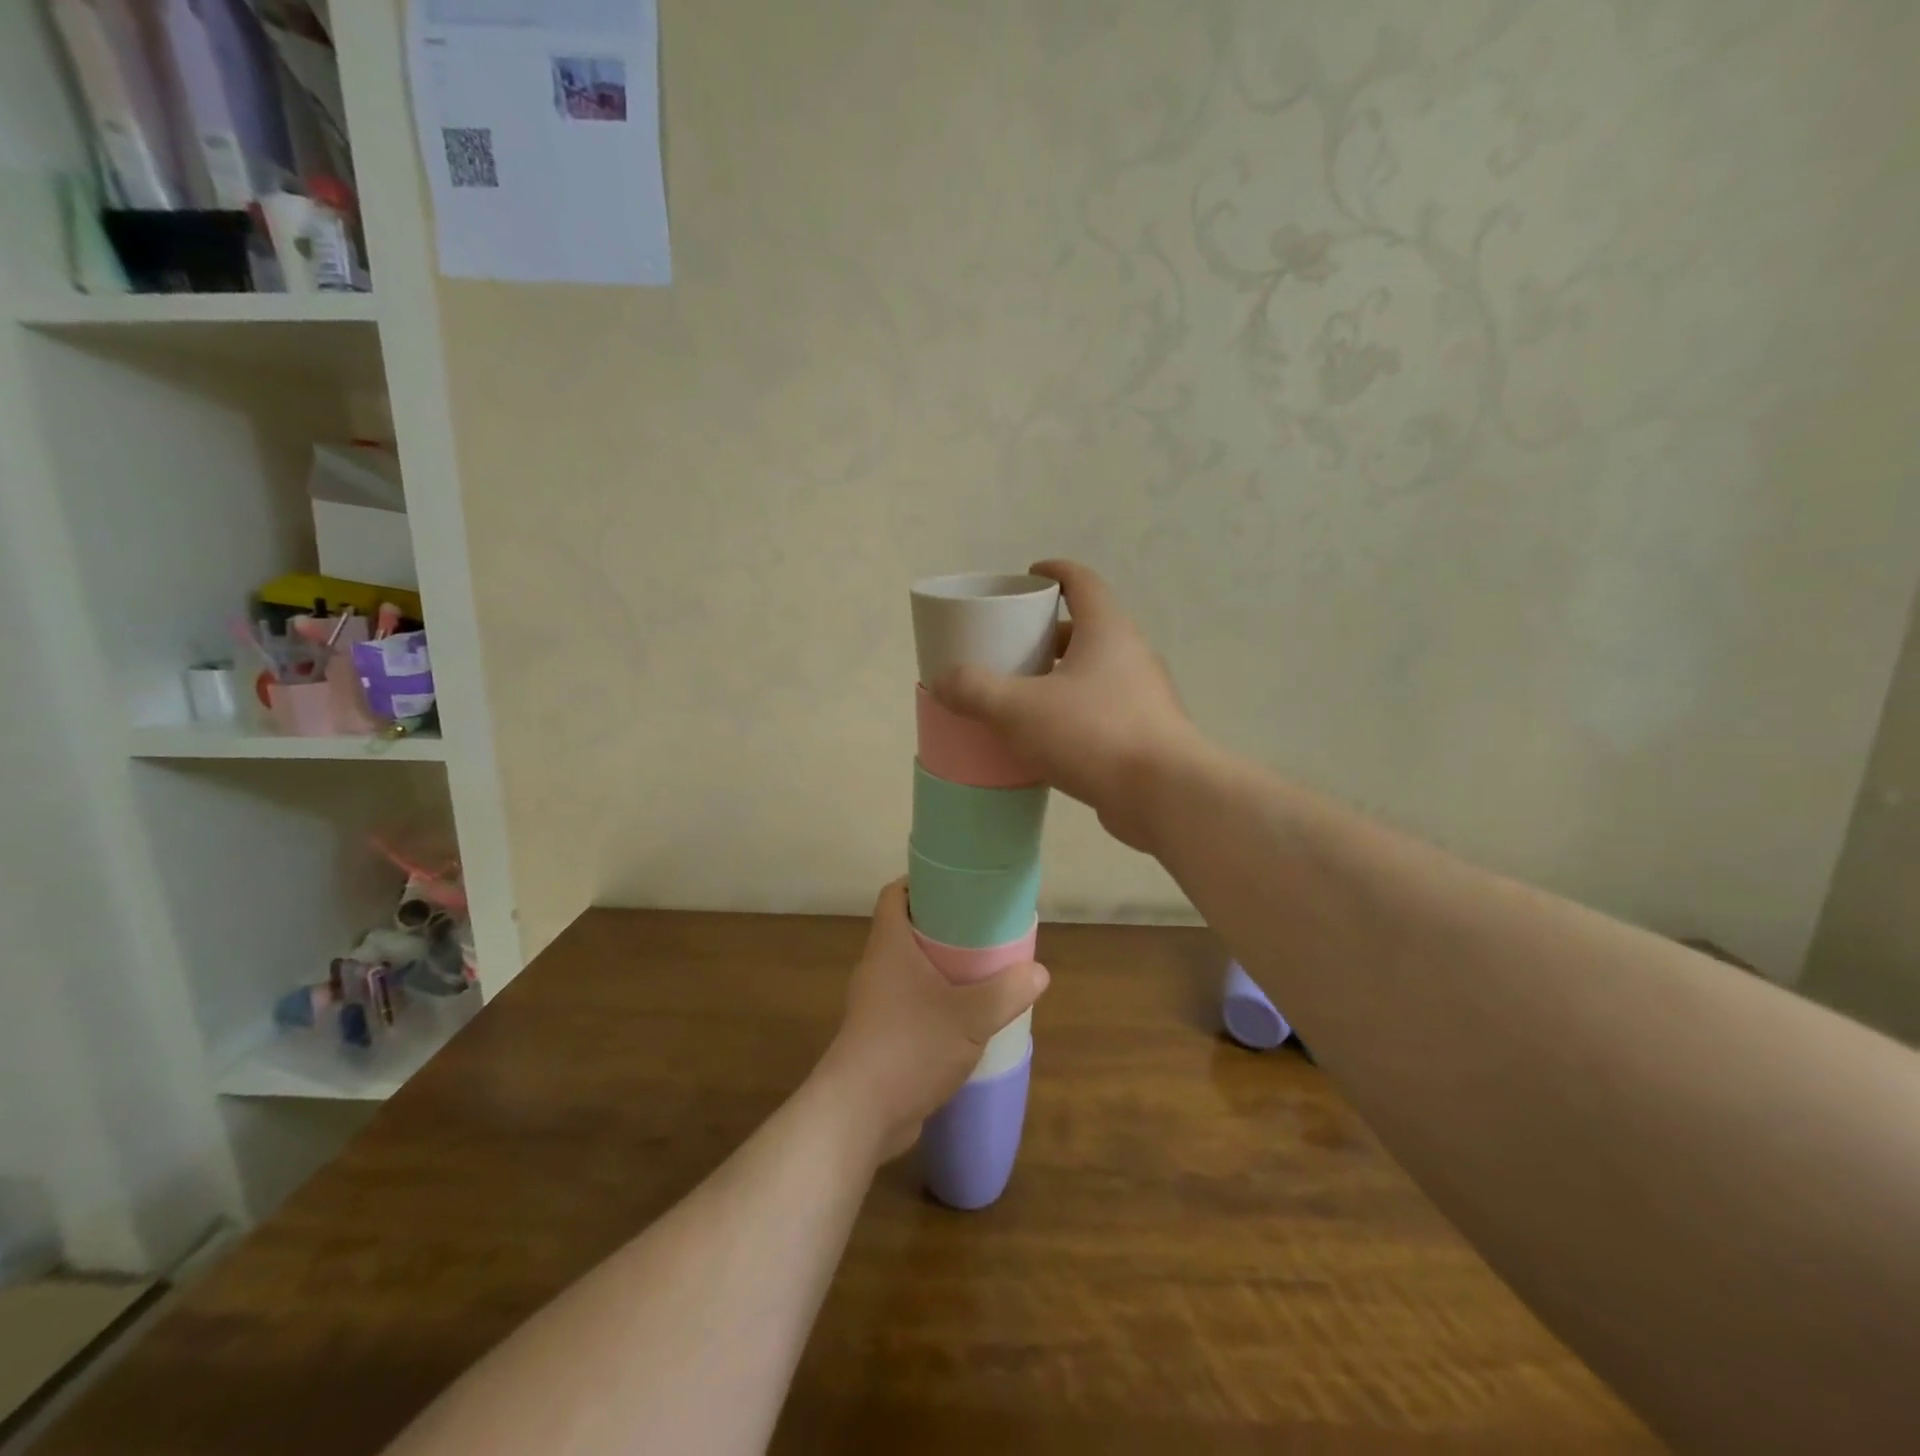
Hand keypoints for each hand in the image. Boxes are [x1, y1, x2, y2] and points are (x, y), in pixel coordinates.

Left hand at [818, 880, 1047, 1160]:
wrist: (859, 1114)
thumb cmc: (910, 1046)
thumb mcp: (969, 1017)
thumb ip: (1006, 992)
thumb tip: (1038, 972)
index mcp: (889, 946)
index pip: (894, 895)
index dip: (919, 882)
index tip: (954, 885)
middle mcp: (877, 968)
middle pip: (905, 931)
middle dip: (940, 927)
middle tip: (980, 929)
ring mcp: (874, 1005)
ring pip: (908, 971)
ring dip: (938, 969)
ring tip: (978, 972)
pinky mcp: (878, 1037)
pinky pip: (908, 1005)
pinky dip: (932, 1003)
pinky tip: (962, 1020)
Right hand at [930, 559, 1202, 851]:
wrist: (1164, 795)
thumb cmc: (1093, 733)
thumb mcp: (1019, 709)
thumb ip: (976, 691)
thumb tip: (941, 680)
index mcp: (1107, 630)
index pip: (1082, 582)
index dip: (1055, 571)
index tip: (1029, 575)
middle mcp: (1131, 655)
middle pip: (1087, 629)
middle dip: (1047, 634)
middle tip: (1012, 646)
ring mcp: (1144, 696)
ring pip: (1095, 673)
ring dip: (1060, 677)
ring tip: (1023, 694)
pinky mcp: (1145, 733)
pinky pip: (1102, 710)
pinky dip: (1074, 712)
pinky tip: (1047, 738)